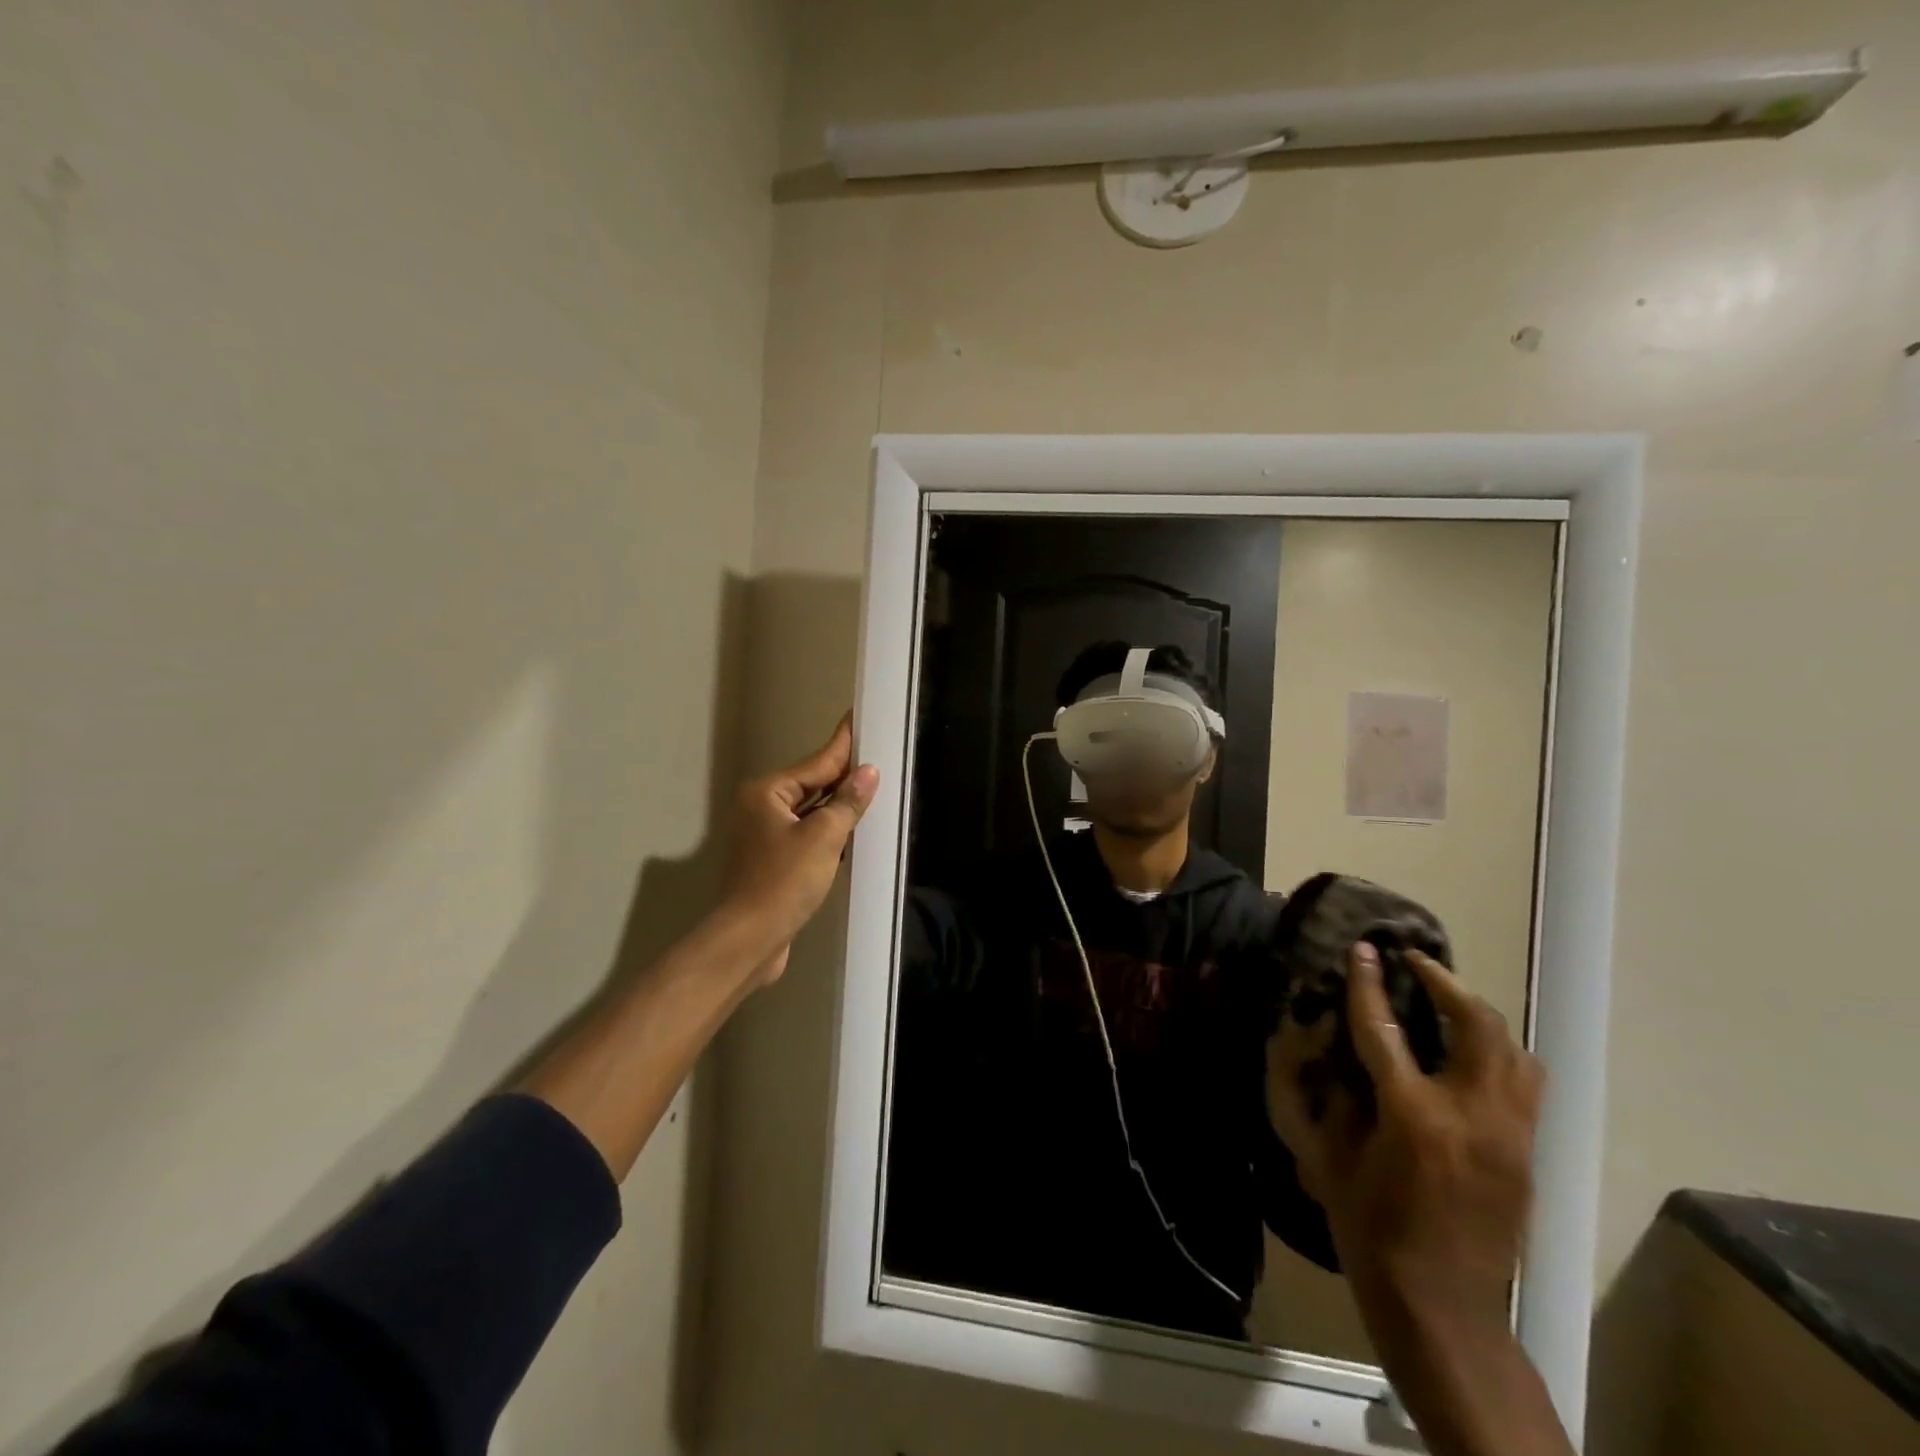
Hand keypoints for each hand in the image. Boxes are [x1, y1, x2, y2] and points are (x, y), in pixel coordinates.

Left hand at [718, 714, 878, 982]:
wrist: (750, 939)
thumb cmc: (784, 881)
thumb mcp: (824, 837)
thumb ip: (847, 802)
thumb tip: (868, 773)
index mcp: (767, 793)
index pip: (816, 762)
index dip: (843, 745)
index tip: (857, 719)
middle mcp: (761, 808)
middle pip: (812, 784)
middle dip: (844, 775)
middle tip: (877, 756)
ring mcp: (765, 836)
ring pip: (810, 811)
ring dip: (838, 805)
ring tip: (872, 789)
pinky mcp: (773, 861)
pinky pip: (807, 834)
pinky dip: (829, 830)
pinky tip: (853, 830)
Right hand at [1269, 943, 1542, 1338]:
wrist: (1444, 1310)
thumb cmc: (1372, 1234)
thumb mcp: (1333, 1162)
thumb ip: (1336, 1101)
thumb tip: (1336, 1056)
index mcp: (1413, 1117)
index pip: (1385, 1029)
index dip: (1368, 984)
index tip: (1364, 949)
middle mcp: (1472, 1115)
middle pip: (1476, 1025)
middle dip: (1445, 983)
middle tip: (1414, 964)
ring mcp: (1510, 1135)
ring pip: (1513, 1050)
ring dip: (1478, 1013)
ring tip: (1446, 1000)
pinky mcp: (1527, 1154)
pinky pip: (1524, 1084)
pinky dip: (1498, 1052)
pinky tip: (1469, 1054)